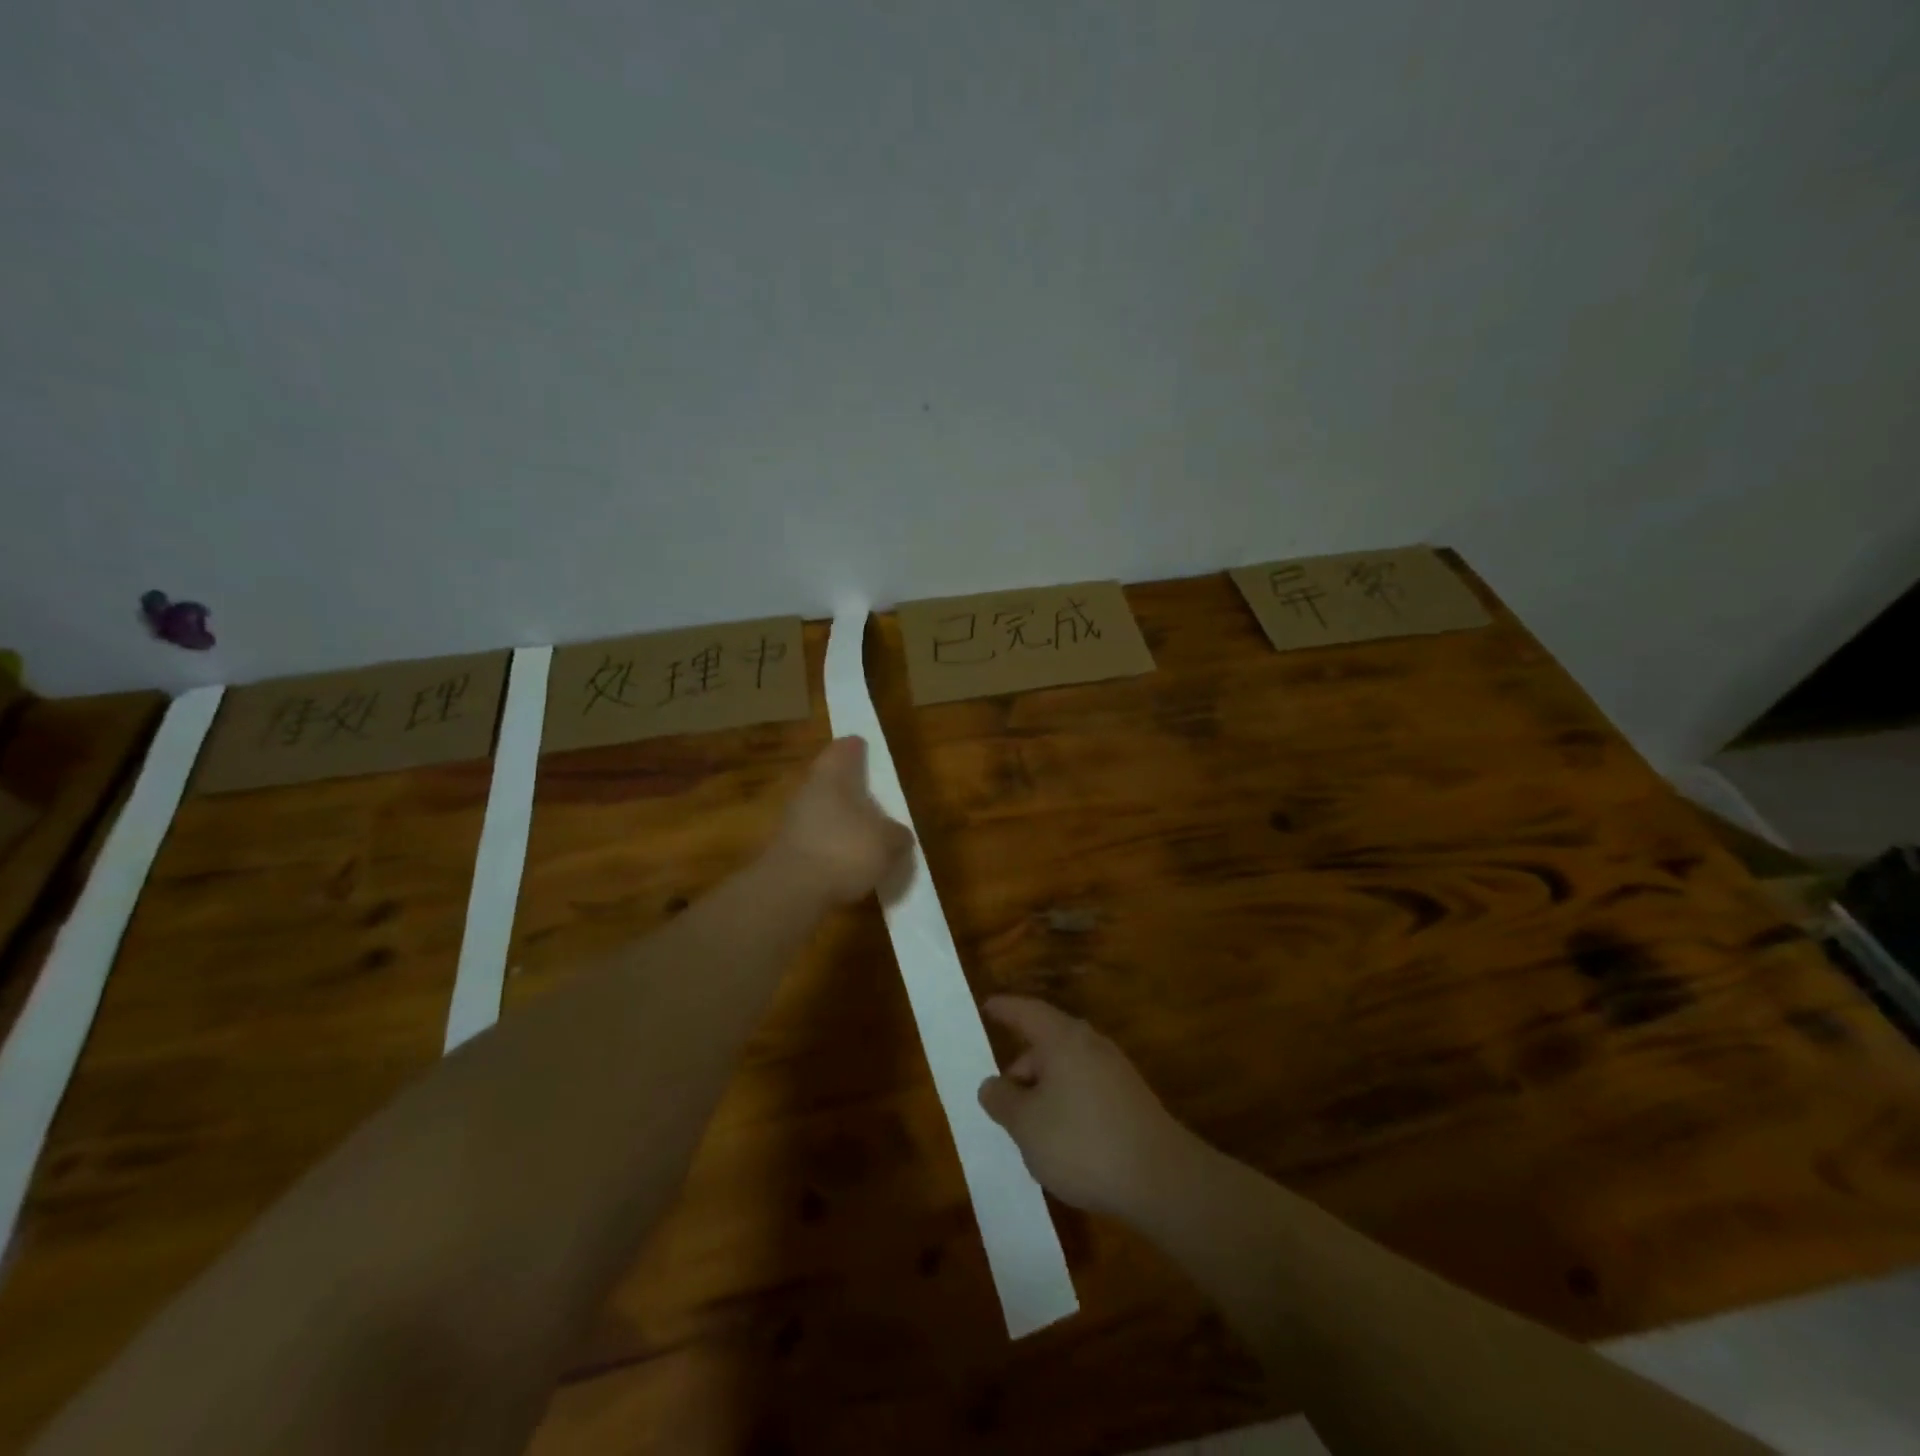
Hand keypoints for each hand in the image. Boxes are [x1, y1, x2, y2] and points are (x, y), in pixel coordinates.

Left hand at [769, 737, 915, 905]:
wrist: (790, 892)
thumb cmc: (844, 851)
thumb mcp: (887, 843)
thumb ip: (897, 835)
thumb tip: (899, 835)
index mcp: (831, 776)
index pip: (843, 749)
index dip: (856, 748)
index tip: (864, 747)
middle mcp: (808, 791)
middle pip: (830, 780)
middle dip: (849, 787)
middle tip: (872, 795)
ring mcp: (793, 822)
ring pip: (822, 810)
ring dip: (841, 819)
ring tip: (866, 834)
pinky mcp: (787, 852)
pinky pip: (816, 839)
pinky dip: (832, 845)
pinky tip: (848, 862)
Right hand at [977, 996, 1198, 1219]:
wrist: (1160, 1178)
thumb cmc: (1082, 1142)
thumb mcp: (1026, 1125)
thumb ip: (1002, 1101)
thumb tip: (992, 1084)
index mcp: (1062, 1039)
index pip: (1026, 1012)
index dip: (1005, 1009)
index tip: (987, 1006)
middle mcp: (1090, 1044)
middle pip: (1047, 1042)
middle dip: (1022, 1065)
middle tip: (1002, 1098)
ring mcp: (1114, 1070)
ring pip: (1067, 1067)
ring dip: (1043, 1089)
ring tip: (1028, 1127)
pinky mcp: (1130, 1098)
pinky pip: (1085, 1087)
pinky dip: (1065, 1102)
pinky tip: (1062, 1139)